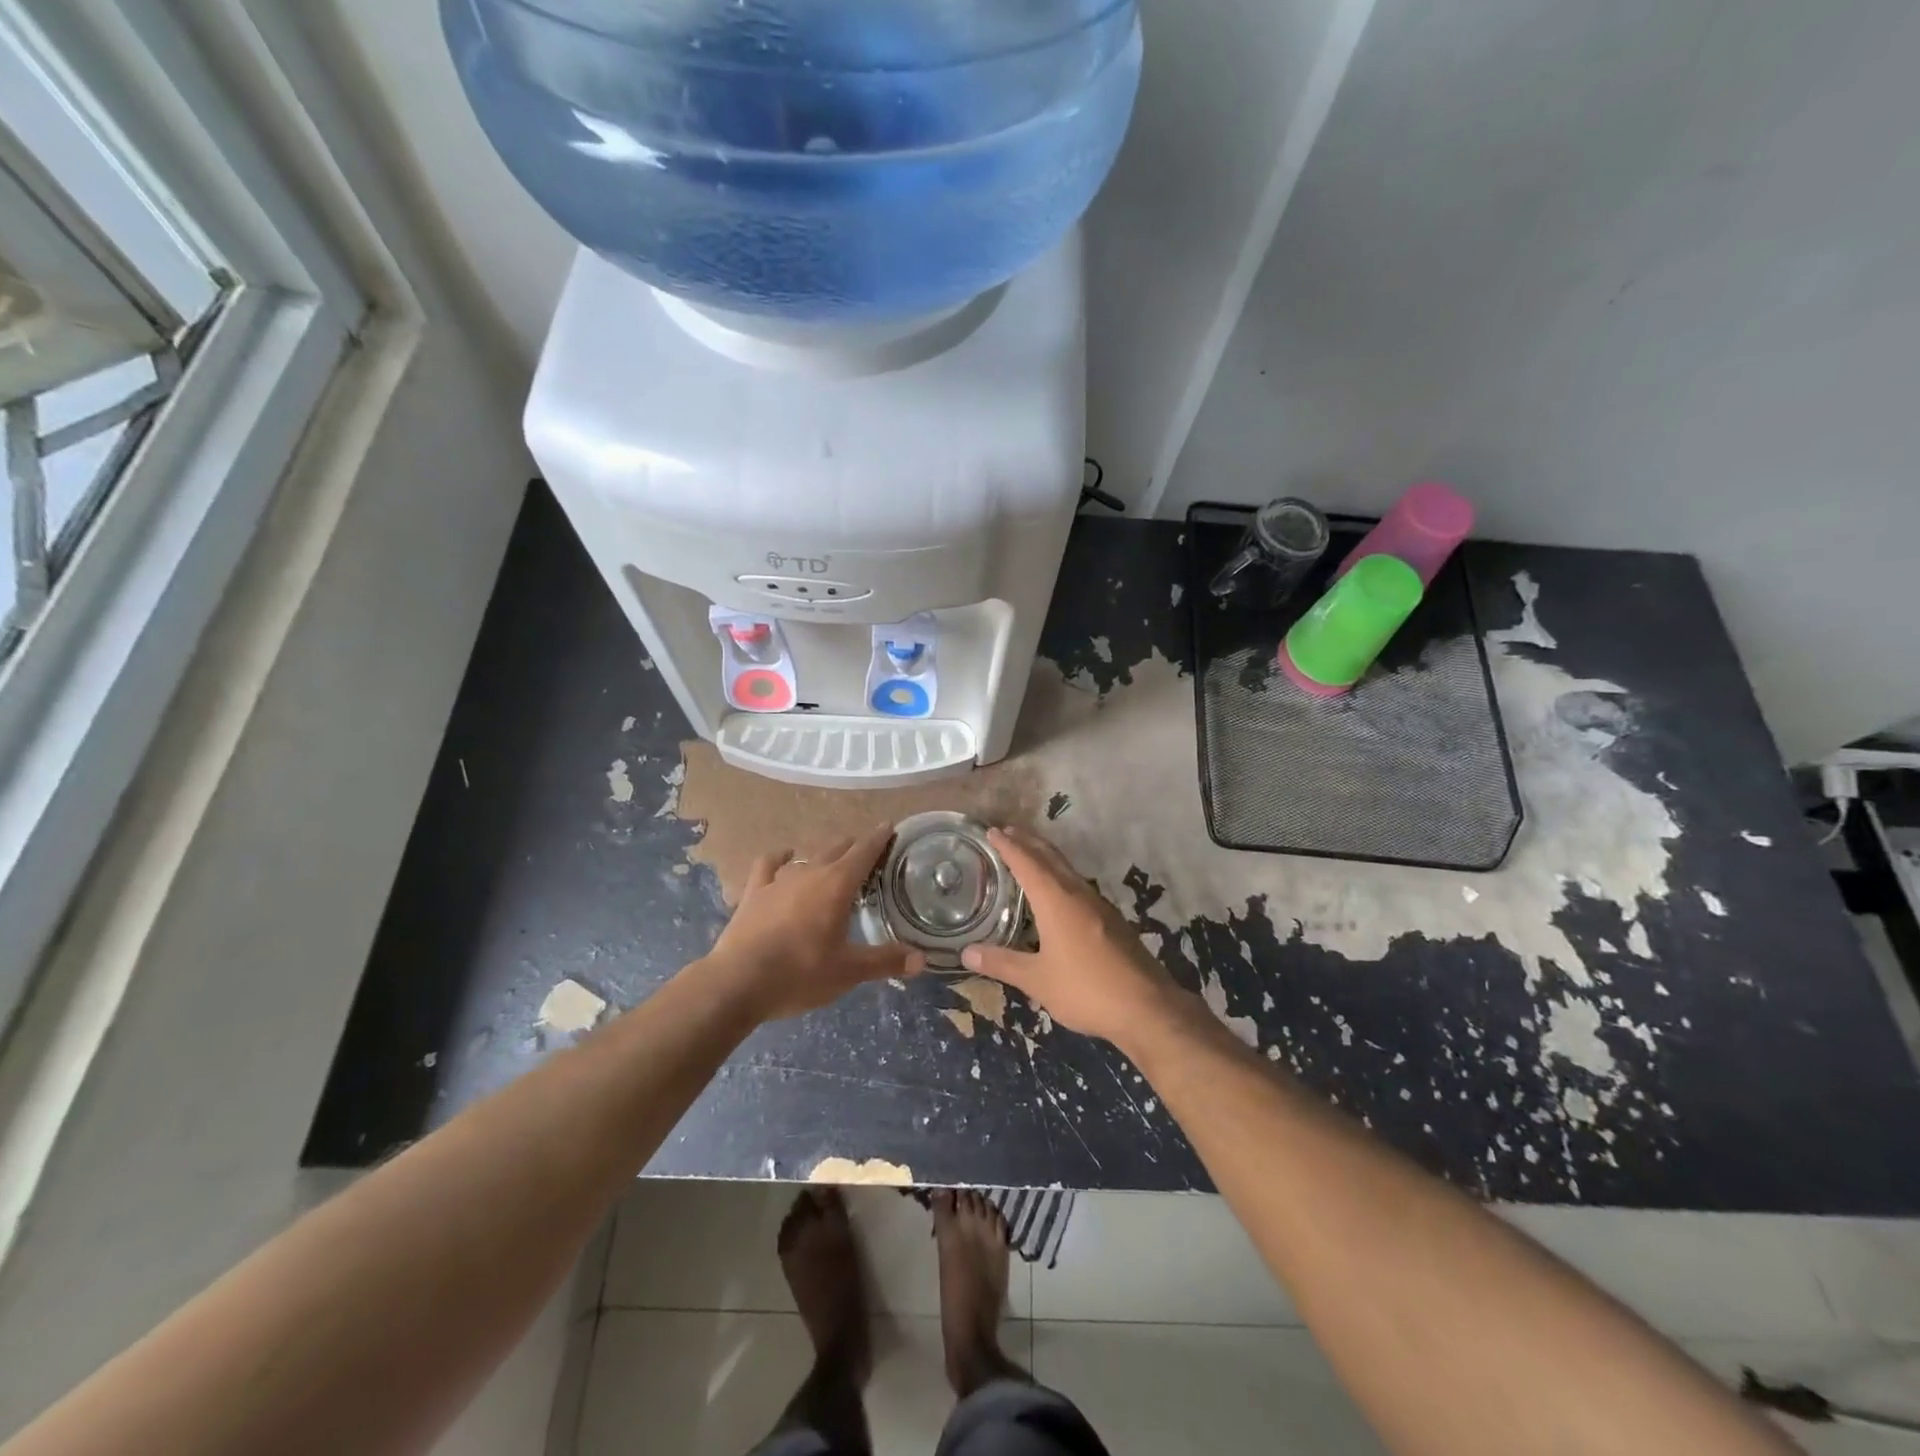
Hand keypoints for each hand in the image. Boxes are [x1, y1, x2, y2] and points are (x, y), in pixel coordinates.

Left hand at [701, 823, 924, 1022]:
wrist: (738, 982)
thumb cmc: (800, 973)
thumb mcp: (849, 971)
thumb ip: (886, 961)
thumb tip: (922, 959)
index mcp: (838, 884)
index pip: (865, 851)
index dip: (880, 838)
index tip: (890, 827)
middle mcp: (810, 872)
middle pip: (838, 849)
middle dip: (856, 848)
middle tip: (869, 855)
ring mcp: (779, 880)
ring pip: (808, 856)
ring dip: (823, 857)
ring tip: (832, 863)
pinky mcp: (754, 892)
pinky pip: (769, 864)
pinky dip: (780, 858)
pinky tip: (785, 857)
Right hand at [960, 825, 1182, 1051]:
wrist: (1147, 1007)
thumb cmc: (1086, 989)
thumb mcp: (1037, 980)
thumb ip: (1002, 963)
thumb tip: (966, 951)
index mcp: (1057, 901)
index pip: (1027, 863)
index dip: (1008, 846)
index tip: (992, 831)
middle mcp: (1078, 894)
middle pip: (1050, 858)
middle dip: (1028, 842)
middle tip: (1007, 832)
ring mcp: (1099, 906)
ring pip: (1067, 870)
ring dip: (1046, 858)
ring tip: (1029, 855)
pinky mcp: (1112, 921)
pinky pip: (1079, 886)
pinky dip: (1061, 877)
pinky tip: (1058, 894)